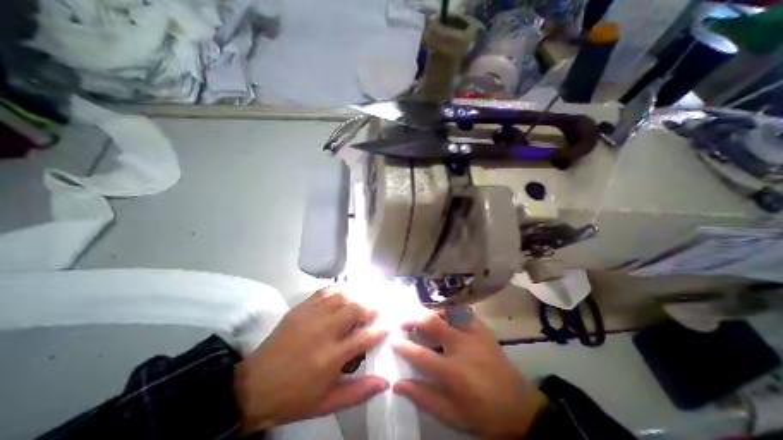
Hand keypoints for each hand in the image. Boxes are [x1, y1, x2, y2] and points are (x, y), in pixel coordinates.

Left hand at [234, 287, 388, 433]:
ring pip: (342, 297)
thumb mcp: (328, 402)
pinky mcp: (300, 309)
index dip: (380, 329)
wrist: (254, 386)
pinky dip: (337, 290)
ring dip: (356, 297)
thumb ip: (359, 392)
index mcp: (332, 357)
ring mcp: (311, 317)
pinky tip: (343, 294)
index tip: (387, 325)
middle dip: (370, 308)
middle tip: (375, 311)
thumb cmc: (294, 397)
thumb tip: (385, 381)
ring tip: (361, 301)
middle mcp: (324, 332)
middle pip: (355, 309)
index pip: (365, 337)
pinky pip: (324, 292)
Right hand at [395, 312, 545, 439]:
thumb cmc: (483, 414)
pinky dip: (449, 312)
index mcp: (452, 372)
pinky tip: (444, 317)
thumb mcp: (451, 414)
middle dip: (413, 319)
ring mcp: (474, 334)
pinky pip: (462, 312)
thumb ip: (423, 397)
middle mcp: (461, 346)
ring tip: (421, 318)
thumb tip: (397, 384)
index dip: (403, 346)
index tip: (394, 341)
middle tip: (403, 322)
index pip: (420, 354)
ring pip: (446, 312)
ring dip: (430, 313)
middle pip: (432, 323)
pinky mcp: (483, 329)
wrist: (519, 408)